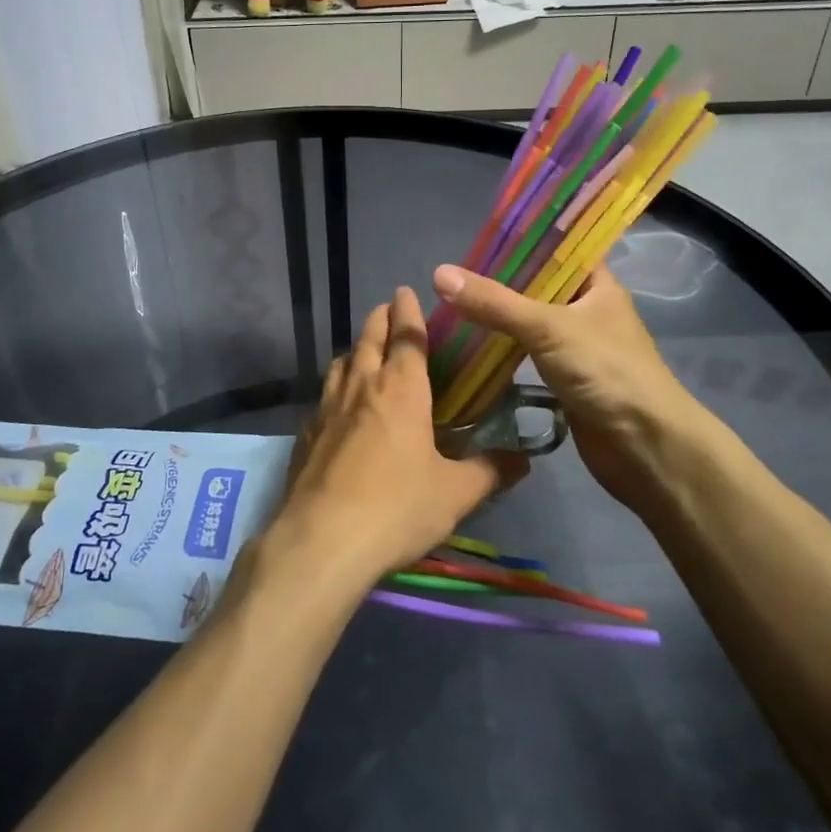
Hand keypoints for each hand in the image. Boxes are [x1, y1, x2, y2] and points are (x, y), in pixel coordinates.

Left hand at [262, 286, 526, 595]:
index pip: (406, 335)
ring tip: (365, 352)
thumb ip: (490, 472)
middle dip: (380, 319)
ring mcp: (327, 408)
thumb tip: (524, 460)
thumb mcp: (455, 494)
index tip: (406, 291)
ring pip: (341, 363)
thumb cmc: (398, 508)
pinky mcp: (306, 433)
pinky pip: (324, 395)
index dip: (408, 310)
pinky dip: (336, 386)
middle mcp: (362, 386)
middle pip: (368, 338)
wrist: (324, 540)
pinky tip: (340, 406)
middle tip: (388, 309)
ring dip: (356, 349)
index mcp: (401, 389)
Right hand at [431, 263, 732, 515]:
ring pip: (530, 322)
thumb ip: (495, 303)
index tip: (478, 238)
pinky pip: (527, 355)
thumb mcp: (547, 327)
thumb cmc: (607, 372)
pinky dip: (503, 350)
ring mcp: (577, 347)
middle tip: (452, 275)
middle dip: (500, 282)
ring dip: (499, 318)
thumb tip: (439, 274)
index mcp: (596, 285)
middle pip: (537, 286)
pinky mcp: (565, 379)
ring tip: (452, 306)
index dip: (522, 240)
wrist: (645, 446)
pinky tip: (470, 347)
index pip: (558, 248)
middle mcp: (587, 310)